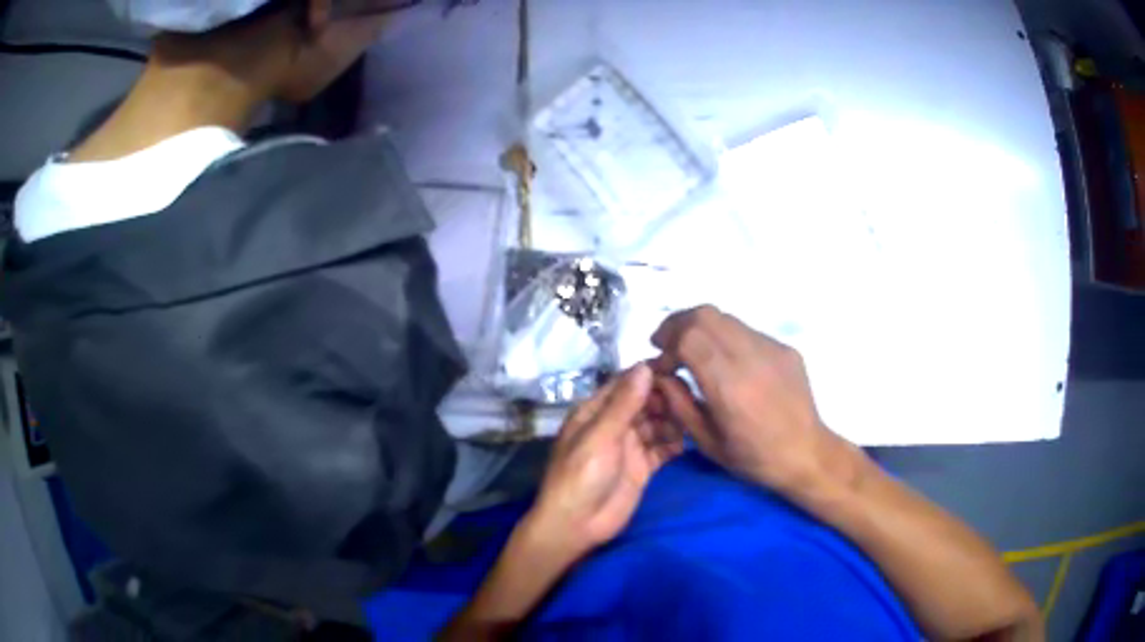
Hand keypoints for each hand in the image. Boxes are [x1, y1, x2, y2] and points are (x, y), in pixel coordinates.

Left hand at [525, 364, 684, 562]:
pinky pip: (662, 449)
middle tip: (689, 397)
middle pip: (644, 403)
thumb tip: (645, 367)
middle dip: (665, 398)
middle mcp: (613, 425)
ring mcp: (629, 447)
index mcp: (595, 412)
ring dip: (672, 420)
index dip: (649, 375)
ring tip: (691, 420)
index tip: (677, 366)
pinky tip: (686, 443)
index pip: (625, 384)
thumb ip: (624, 404)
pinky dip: (674, 444)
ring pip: (656, 424)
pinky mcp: (642, 468)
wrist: (576, 525)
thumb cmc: (580, 476)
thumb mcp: (600, 437)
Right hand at [651, 305, 846, 493]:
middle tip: (666, 344)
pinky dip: (725, 338)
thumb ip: (680, 404)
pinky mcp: (784, 348)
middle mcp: (750, 357)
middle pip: (705, 315)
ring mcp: (771, 348)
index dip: (666, 344)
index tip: (660, 365)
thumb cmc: (755, 458)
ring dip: (701, 329)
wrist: (807, 453)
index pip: (688, 338)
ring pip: (726, 318)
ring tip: (694, 352)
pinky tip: (727, 363)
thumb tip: (661, 375)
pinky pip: (747, 331)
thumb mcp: (708, 442)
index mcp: (729, 385)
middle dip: (678, 324)